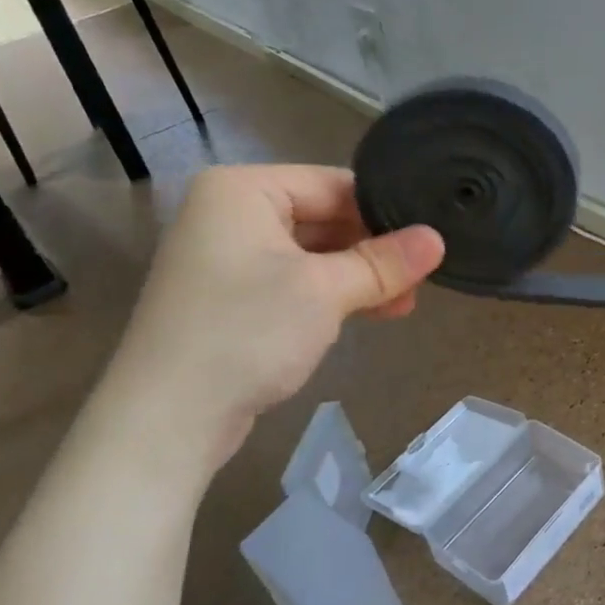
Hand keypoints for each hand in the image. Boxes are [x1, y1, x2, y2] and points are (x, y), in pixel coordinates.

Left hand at [103, 164, 443, 459]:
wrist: (166, 420)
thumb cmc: (246, 333)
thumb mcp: (326, 291)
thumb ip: (384, 262)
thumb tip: (439, 239)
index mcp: (243, 190)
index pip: (333, 184)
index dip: (384, 212)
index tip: (429, 238)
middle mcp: (230, 214)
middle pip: (324, 217)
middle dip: (373, 250)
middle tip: (423, 276)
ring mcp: (227, 258)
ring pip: (313, 254)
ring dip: (359, 277)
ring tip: (406, 302)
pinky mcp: (231, 298)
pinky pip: (294, 282)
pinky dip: (332, 295)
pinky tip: (373, 312)